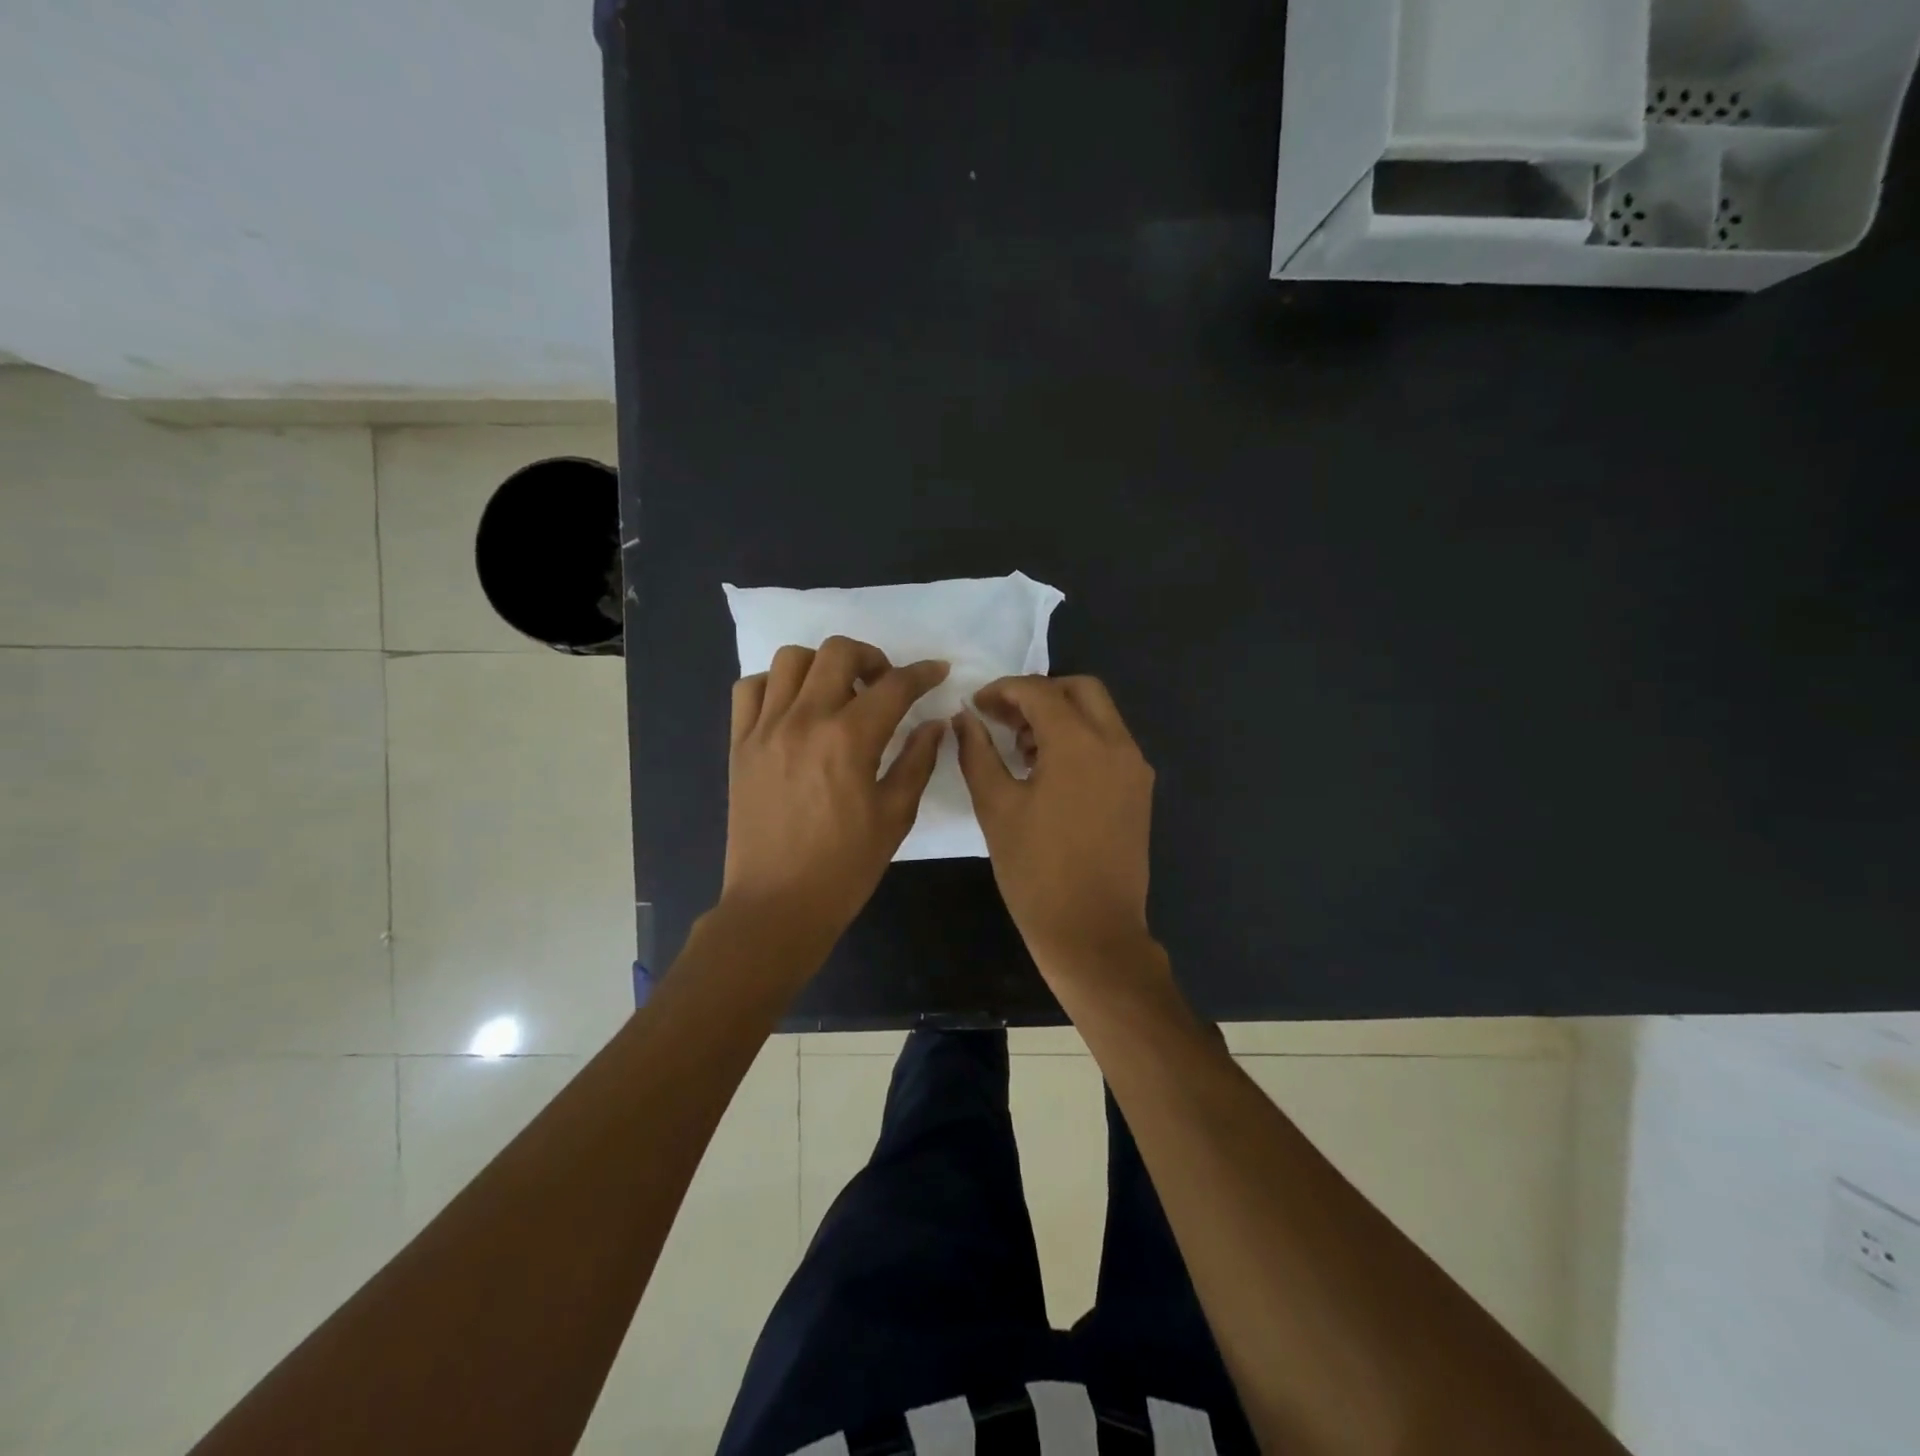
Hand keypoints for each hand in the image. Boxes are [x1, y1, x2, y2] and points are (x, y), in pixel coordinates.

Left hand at [722, 636, 948, 950]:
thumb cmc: (845, 867)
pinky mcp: (739, 744)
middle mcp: (804, 720)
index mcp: (849, 739)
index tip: (938, 672)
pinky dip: (776, 685)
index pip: (895, 685)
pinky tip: (794, 709)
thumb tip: (934, 724)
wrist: (777, 905)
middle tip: (884, 685)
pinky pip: (751, 688)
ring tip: (837, 693)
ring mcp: (765, 728)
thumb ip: (917, 761)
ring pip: (791, 659)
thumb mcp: (895, 816)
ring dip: (822, 665)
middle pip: (838, 652)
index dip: (923, 673)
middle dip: (872, 657)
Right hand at [952, 675, 1157, 977]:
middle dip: (1039, 694)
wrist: (1092, 932)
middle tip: (1004, 720)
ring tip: (1023, 749)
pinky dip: (1082, 739)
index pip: (1039, 692)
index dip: (1002, 691)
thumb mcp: (995, 808)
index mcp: (1079, 744)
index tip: (975, 707)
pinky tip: (1051, 772)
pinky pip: (1111, 743)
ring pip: (1100, 714)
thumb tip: (965, 718)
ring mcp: (1135, 767)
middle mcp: (1116, 744)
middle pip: (1080, 689)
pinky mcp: (1140, 790)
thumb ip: (977, 753)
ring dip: (1062, 715)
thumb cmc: (1035, 872)